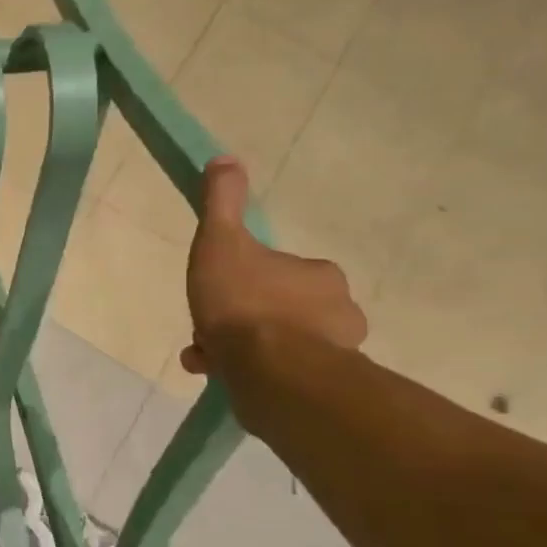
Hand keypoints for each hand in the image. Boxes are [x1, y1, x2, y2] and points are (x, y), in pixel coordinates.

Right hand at [181, 157, 367, 375]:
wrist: (272, 371)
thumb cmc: (245, 302)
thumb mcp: (221, 243)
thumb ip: (222, 203)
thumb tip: (225, 159)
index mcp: (319, 274)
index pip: (278, 272)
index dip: (242, 280)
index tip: (215, 293)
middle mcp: (338, 310)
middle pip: (279, 308)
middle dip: (241, 319)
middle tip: (208, 331)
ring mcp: (336, 352)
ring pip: (280, 344)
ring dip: (243, 349)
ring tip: (207, 360)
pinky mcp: (325, 387)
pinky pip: (283, 374)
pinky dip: (253, 374)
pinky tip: (224, 378)